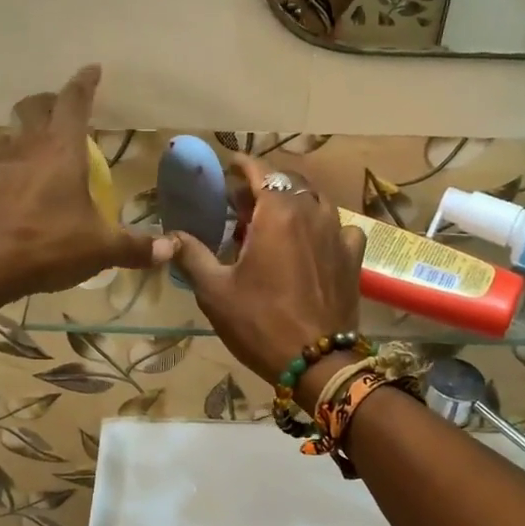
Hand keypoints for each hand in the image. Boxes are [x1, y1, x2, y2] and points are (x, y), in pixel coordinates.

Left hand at [0, 67, 166, 300]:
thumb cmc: (47, 244)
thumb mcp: (100, 248)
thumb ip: (135, 246)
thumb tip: (170, 249)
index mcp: (62, 149)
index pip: (74, 102)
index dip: (84, 83)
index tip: (93, 70)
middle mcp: (29, 146)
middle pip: (36, 106)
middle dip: (52, 100)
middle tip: (67, 108)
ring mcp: (0, 164)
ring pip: (14, 131)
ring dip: (30, 128)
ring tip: (45, 144)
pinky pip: (0, 159)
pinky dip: (14, 159)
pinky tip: (21, 179)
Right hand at [170, 154, 365, 383]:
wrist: (317, 361)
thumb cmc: (260, 322)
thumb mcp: (215, 291)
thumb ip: (192, 255)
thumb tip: (171, 235)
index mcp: (278, 213)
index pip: (260, 170)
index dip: (242, 164)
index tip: (229, 165)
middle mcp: (312, 212)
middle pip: (288, 182)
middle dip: (265, 185)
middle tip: (242, 202)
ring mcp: (338, 233)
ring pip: (315, 201)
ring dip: (293, 203)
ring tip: (274, 221)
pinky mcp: (353, 256)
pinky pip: (339, 227)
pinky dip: (322, 226)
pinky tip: (313, 242)